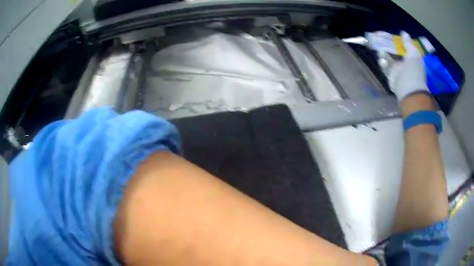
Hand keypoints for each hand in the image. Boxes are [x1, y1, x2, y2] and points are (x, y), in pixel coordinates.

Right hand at [388, 31, 428, 100]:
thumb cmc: (414, 70)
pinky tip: (382, 59)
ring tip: (381, 50)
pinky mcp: (391, 77)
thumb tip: (403, 32)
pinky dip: (382, 63)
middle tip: (381, 39)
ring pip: (389, 59)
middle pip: (395, 52)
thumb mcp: (414, 53)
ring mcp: (397, 71)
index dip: (398, 41)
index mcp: (412, 59)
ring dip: (384, 54)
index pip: (404, 48)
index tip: (391, 35)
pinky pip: (385, 68)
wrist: (409, 89)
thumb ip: (408, 43)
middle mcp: (405, 64)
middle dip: (389, 46)